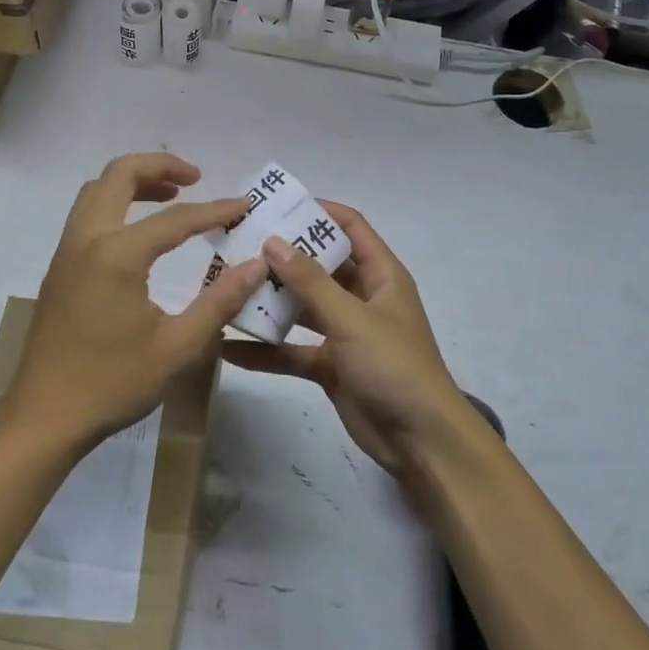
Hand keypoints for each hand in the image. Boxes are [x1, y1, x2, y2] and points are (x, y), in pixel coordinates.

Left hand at [4, 153, 267, 454]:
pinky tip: (140, 232)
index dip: (215, 210)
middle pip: (120, 174)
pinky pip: (87, 212)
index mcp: (117, 255)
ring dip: (134, 181)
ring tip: (172, 195)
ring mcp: (67, 251)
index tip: (245, 206)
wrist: (42, 418)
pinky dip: (116, 202)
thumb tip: (256, 266)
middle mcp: (87, 239)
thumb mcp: (176, 348)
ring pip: (97, 189)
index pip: (176, 218)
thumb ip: (219, 301)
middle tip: (196, 178)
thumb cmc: (112, 384)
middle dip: (161, 166)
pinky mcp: (59, 267)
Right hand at [222, 201, 472, 478]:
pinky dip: (267, 350)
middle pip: (319, 266)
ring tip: (227, 288)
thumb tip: (274, 241)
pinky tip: (229, 348)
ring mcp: (345, 332)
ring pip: (302, 308)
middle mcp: (362, 297)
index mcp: (380, 275)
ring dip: (271, 301)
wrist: (421, 443)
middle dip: (283, 257)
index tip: (277, 206)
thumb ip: (311, 282)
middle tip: (239, 246)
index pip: (351, 227)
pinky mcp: (331, 366)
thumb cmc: (394, 366)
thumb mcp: (352, 319)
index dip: (319, 212)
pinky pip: (294, 350)